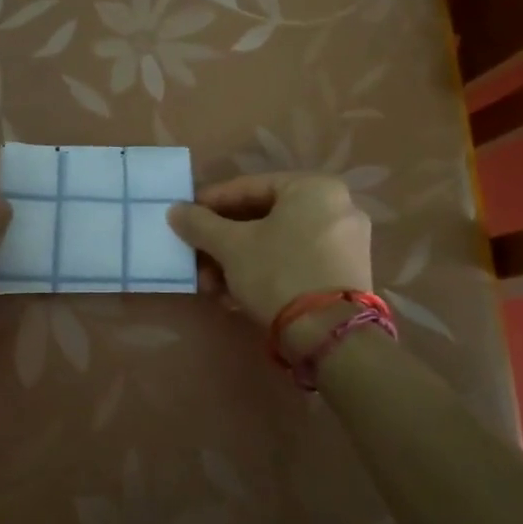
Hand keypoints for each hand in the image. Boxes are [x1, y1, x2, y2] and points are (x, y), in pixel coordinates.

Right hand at [168, 173, 373, 343]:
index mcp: (314, 188)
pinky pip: (295, 263)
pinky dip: (265, 274)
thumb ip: (200, 223)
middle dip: (223, 242)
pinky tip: (236, 297)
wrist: (330, 336)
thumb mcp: (231, 246)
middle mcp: (337, 207)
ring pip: (277, 244)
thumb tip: (175, 210)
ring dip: (238, 262)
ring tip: (211, 286)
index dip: (210, 203)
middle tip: (196, 257)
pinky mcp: (346, 276)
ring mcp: (346, 243)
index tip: (185, 218)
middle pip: (263, 218)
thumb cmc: (278, 272)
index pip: (249, 187)